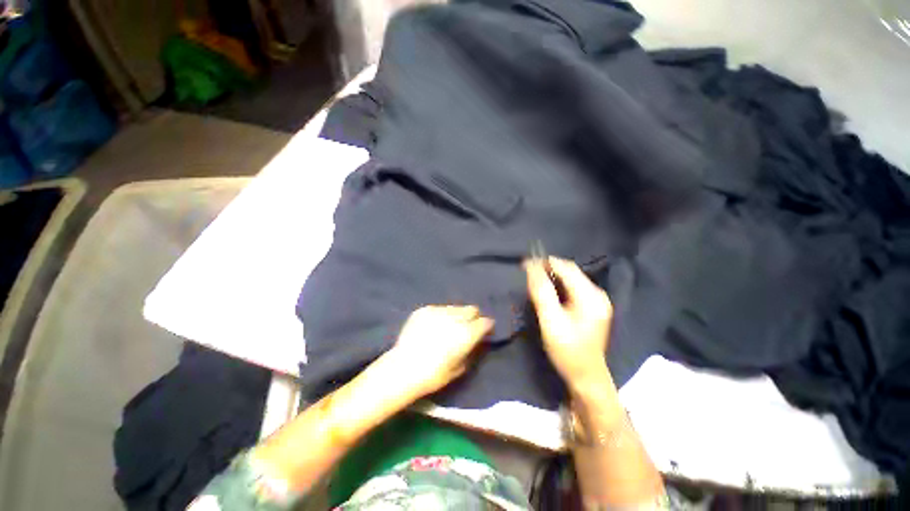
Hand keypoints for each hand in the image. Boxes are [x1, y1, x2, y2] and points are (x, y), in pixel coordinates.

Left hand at [385, 306, 493, 399]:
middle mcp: (455, 318)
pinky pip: (439, 308)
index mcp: (466, 333)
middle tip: (467, 327)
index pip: (485, 322)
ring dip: (457, 315)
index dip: (486, 326)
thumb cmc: (433, 375)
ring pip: (455, 307)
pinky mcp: (424, 309)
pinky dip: (441, 316)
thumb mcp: (459, 368)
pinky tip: (433, 326)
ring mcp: (438, 311)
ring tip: (448, 326)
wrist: (402, 368)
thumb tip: (476, 341)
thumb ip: (471, 350)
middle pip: (472, 309)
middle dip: (473, 317)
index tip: (484, 331)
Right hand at [524, 257, 613, 389]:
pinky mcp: (592, 307)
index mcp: (591, 296)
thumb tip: (531, 267)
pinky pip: (572, 288)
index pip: (566, 268)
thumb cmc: (568, 352)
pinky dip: (558, 285)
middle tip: (527, 272)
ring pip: (570, 279)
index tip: (525, 263)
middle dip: (548, 268)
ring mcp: (596, 300)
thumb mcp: (551, 322)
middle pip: (570, 271)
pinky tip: (547, 291)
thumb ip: (542, 293)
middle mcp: (597, 294)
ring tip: (534, 280)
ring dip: (552, 276)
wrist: (586, 377)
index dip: (545, 263)